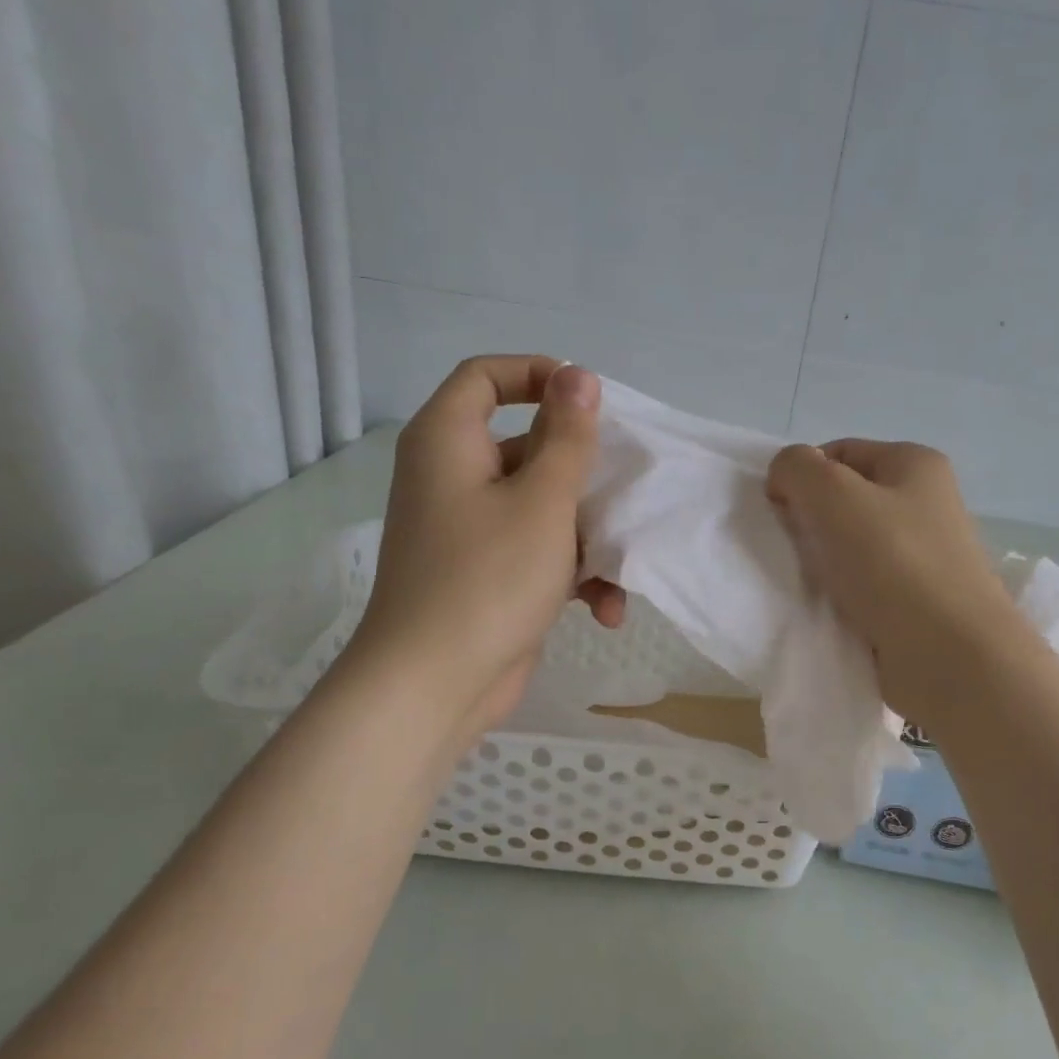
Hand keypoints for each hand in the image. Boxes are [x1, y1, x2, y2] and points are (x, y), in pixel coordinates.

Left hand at [349, 356, 624, 738]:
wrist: (434, 685)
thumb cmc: (489, 577)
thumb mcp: (543, 500)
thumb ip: (567, 437)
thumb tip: (577, 375)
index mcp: (448, 441)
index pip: (485, 376)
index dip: (536, 373)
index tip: (588, 399)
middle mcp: (452, 477)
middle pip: (525, 446)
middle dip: (581, 473)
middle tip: (623, 489)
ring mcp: (469, 530)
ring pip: (540, 506)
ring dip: (587, 536)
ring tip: (619, 568)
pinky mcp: (486, 574)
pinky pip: (535, 552)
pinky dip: (569, 574)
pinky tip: (604, 610)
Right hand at [766, 439, 1023, 726]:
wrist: (951, 657)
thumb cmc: (894, 564)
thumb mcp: (834, 497)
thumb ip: (797, 469)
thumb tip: (785, 477)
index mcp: (914, 464)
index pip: (839, 453)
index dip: (802, 476)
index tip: (780, 513)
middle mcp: (926, 503)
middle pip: (846, 500)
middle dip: (812, 521)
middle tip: (794, 551)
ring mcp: (926, 555)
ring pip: (853, 546)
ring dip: (825, 563)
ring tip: (812, 585)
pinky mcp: (919, 600)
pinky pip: (866, 585)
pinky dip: (844, 594)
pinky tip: (832, 610)